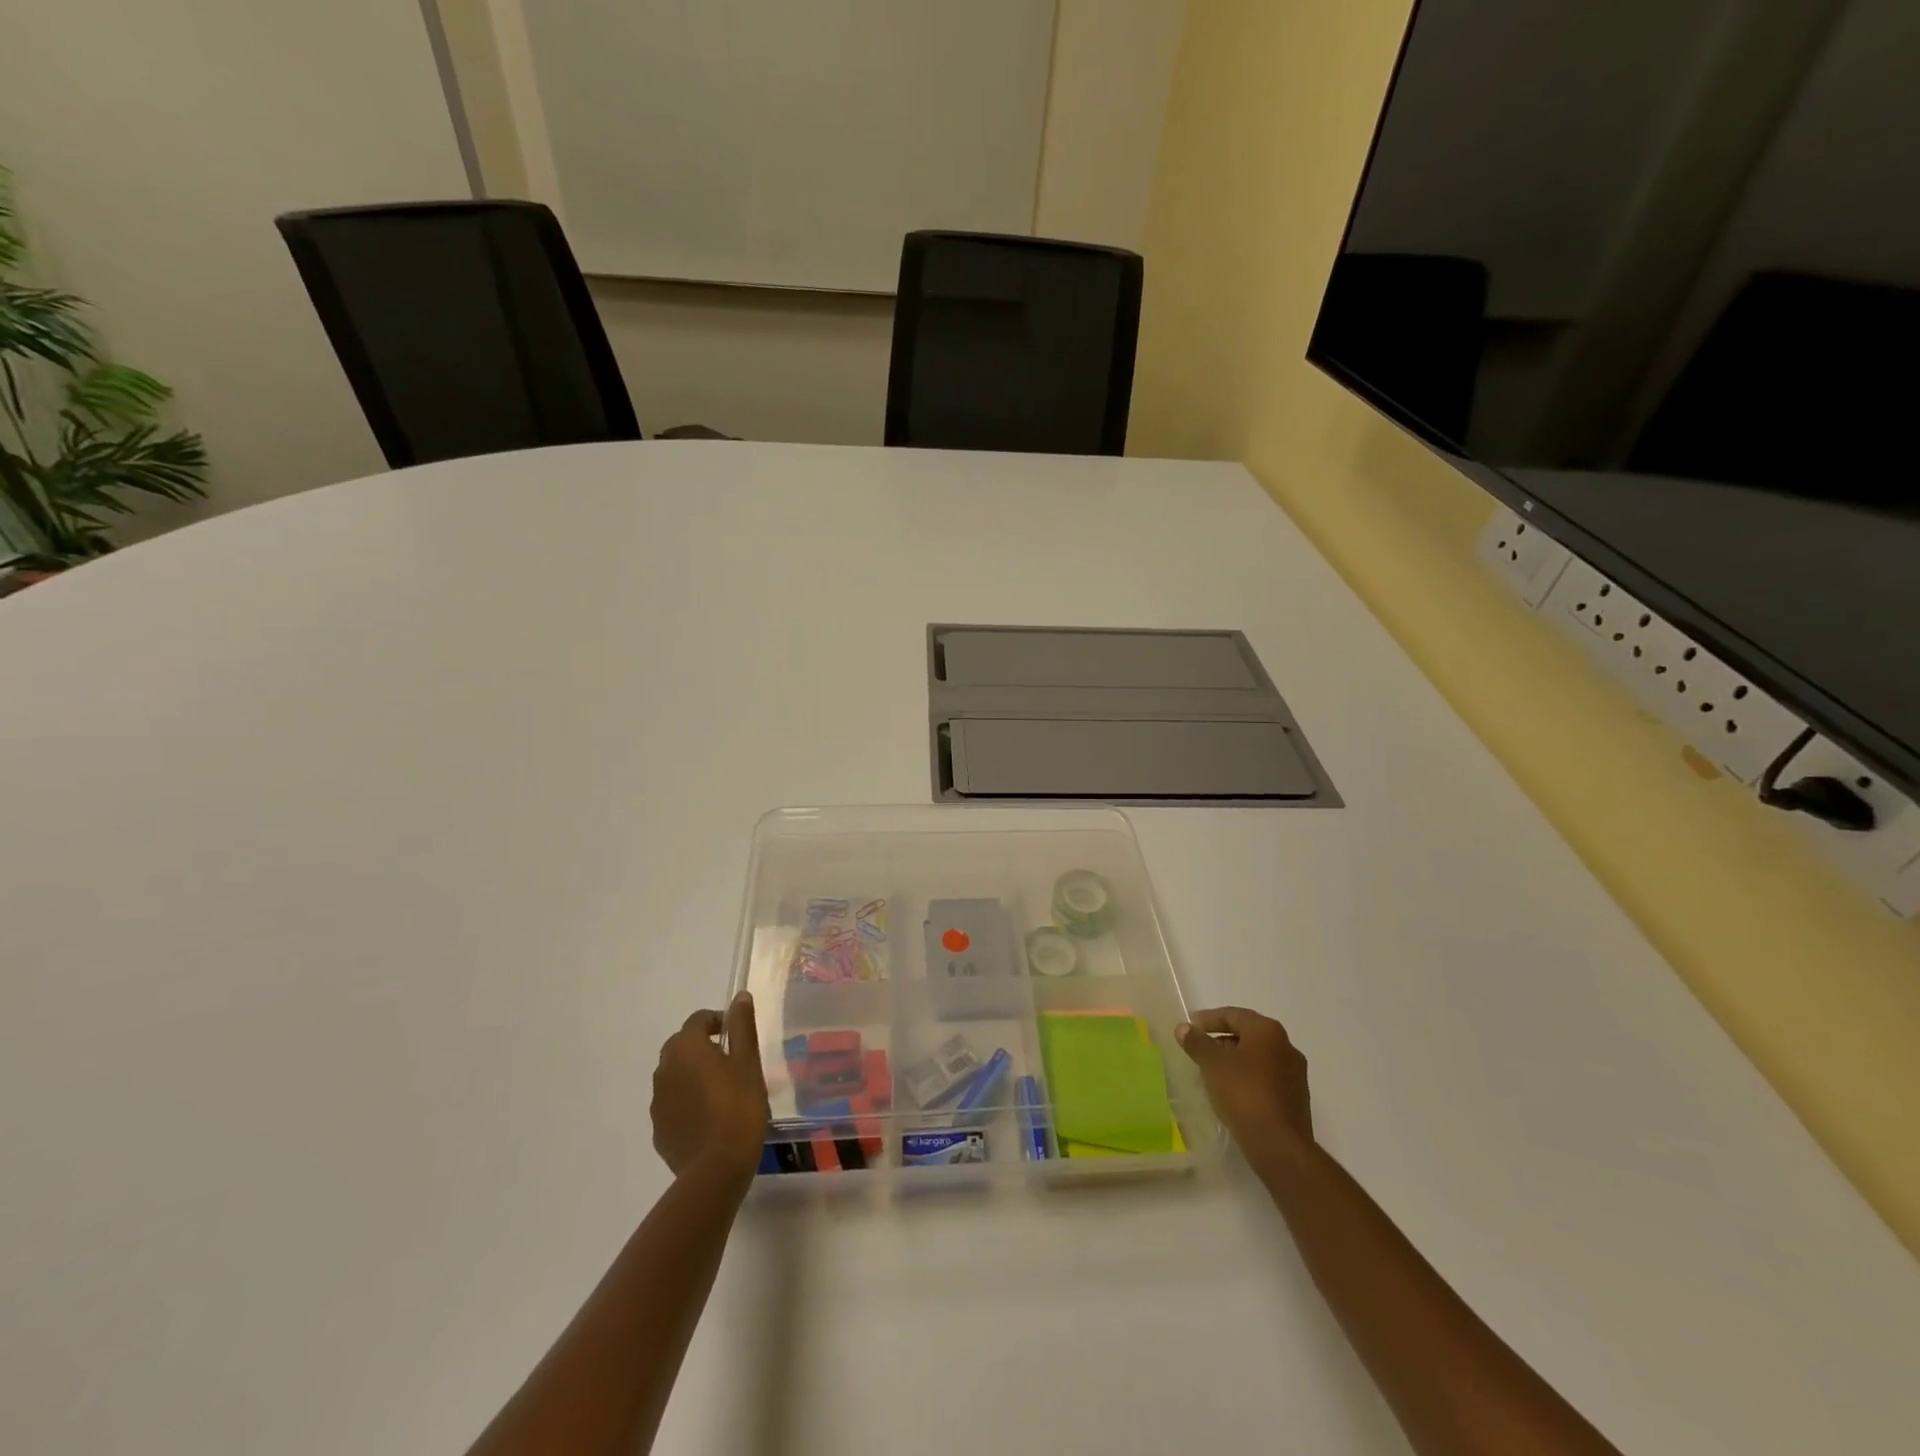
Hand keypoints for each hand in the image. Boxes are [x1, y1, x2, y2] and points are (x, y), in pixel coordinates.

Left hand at [651, 993, 769, 1179]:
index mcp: (686, 1048)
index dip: (718, 1021)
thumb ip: (742, 1026)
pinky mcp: (658, 1129)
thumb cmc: (739, 1106)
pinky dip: (686, 1101)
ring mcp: (657, 1102)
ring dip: (692, 1074)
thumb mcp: (748, 1061)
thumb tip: (739, 996)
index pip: (698, 1020)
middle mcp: (664, 1069)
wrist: (717, 1168)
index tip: (737, 1034)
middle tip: (730, 1060)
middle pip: (681, 1045)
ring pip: (674, 1075)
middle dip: (702, 1046)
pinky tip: (708, 1116)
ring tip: (720, 1089)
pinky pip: (672, 1103)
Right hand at [1176, 1007, 1313, 1158]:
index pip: (1233, 1015)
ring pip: (1258, 1058)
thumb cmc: (1244, 1094)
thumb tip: (1183, 1028)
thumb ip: (1196, 1042)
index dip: (1208, 1020)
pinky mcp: (1296, 1098)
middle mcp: (1286, 1046)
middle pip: (1247, 1035)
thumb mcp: (1212, 1064)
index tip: (1189, 1028)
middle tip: (1199, 1050)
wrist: (1280, 1146)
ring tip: (1212, 1073)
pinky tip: (1231, 1093)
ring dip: (1234, 1061)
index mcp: (1267, 1031)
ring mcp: (1295, 1074)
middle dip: (1221, 1041)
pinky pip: (1266, 1078)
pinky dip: (1247, 1078)